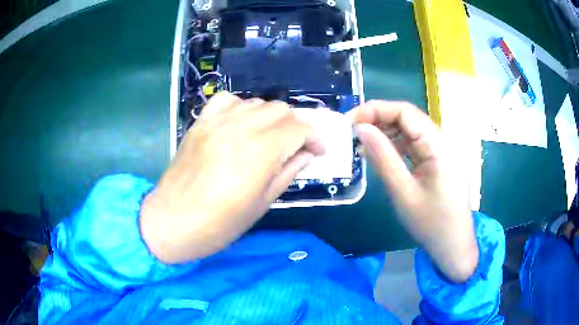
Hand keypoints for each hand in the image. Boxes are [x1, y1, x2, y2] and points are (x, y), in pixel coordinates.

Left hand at [140, 92, 324, 263]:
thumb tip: (307, 154)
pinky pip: (226, 100)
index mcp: (259, 153)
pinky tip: (240, 124)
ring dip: (270, 117)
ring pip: (256, 102)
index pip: (298, 128)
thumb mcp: (261, 205)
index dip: (314, 137)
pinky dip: (240, 107)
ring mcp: (216, 123)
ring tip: (268, 137)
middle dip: (295, 126)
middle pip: (280, 109)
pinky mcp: (200, 123)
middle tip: (294, 147)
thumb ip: (288, 173)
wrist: (172, 222)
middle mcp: (240, 129)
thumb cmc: (219, 224)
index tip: (318, 151)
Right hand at [349, 101, 477, 281]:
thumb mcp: (403, 193)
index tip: (350, 121)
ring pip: (410, 131)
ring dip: (385, 132)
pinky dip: (396, 146)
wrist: (454, 246)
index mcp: (438, 145)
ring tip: (361, 142)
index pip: (405, 112)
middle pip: (407, 118)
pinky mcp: (437, 162)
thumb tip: (361, 129)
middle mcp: (441, 142)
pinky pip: (414, 146)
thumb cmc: (431, 224)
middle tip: (351, 132)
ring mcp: (440, 152)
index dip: (375, 110)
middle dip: (378, 120)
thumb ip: (383, 158)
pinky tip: (380, 153)